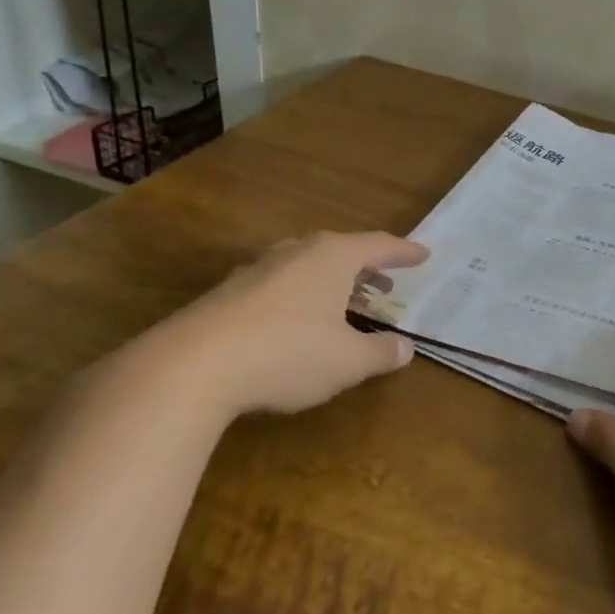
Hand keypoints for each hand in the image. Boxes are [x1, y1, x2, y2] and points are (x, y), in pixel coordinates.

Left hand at [122, 231, 428, 421]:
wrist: (190, 367)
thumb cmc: (286, 354)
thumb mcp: (347, 361)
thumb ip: (381, 352)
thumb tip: (406, 348)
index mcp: (333, 257)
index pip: (379, 246)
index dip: (404, 252)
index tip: (424, 254)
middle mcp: (297, 252)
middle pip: (342, 250)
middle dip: (367, 267)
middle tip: (385, 284)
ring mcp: (258, 270)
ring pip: (307, 266)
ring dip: (332, 281)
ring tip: (346, 302)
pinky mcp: (229, 293)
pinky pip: (280, 284)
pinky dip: (301, 295)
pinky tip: (298, 320)